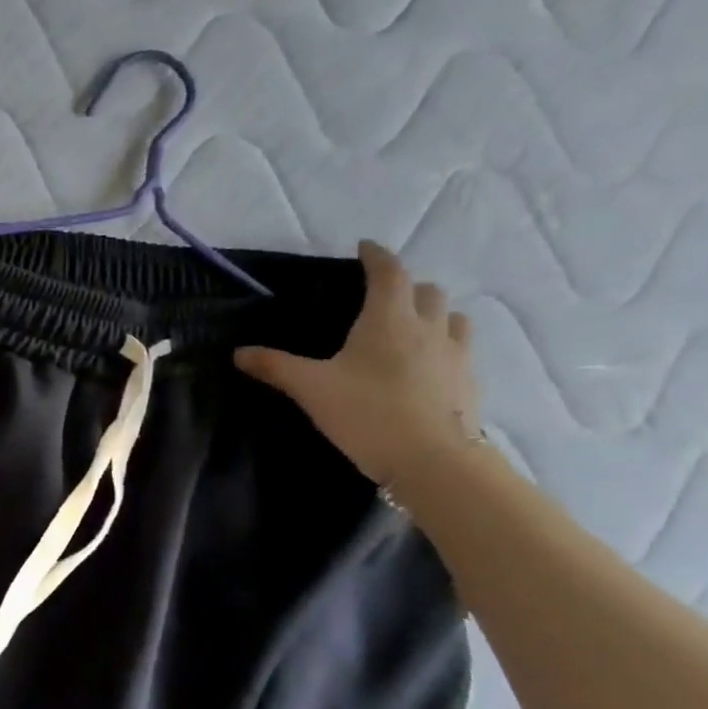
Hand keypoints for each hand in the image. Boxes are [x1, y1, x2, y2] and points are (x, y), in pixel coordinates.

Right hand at [234, 240, 481, 487]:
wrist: (432, 460)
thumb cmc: (366, 412)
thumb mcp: (310, 388)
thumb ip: (275, 366)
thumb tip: (238, 353)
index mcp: (388, 320)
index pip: (389, 273)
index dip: (376, 256)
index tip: (365, 248)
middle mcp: (428, 328)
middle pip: (427, 291)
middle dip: (406, 286)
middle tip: (382, 296)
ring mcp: (456, 354)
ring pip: (452, 317)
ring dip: (433, 313)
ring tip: (411, 327)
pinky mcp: (468, 382)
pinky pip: (460, 349)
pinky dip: (444, 345)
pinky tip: (427, 366)